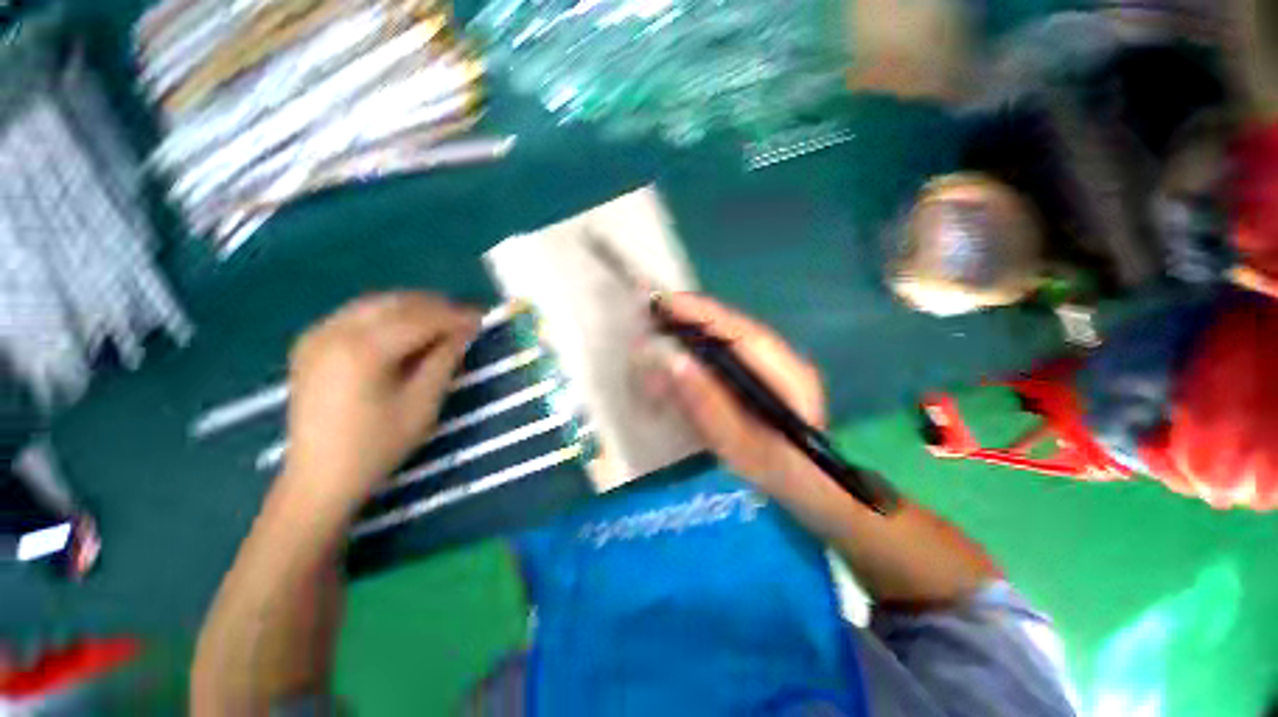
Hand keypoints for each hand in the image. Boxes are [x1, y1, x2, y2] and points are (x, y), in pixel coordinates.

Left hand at [281, 292, 479, 509]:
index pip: (420, 318)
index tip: (482, 317)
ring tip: (442, 322)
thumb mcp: (423, 404)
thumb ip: (445, 360)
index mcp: (363, 351)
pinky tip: (406, 330)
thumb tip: (465, 330)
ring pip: (376, 303)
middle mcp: (335, 331)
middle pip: (396, 303)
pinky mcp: (310, 342)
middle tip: (465, 318)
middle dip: (436, 306)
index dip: (455, 315)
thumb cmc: (378, 446)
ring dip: (413, 308)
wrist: (319, 476)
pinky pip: (357, 314)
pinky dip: (388, 315)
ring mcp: (317, 334)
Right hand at [645, 293, 826, 491]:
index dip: (699, 313)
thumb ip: (707, 405)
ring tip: (662, 330)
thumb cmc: (777, 473)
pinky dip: (704, 345)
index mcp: (786, 375)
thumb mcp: (738, 446)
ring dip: (695, 329)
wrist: (811, 488)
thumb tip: (674, 362)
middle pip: (732, 325)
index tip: (662, 302)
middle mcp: (785, 359)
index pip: (737, 330)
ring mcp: (778, 363)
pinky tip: (684, 352)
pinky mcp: (767, 372)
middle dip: (691, 317)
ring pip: (730, 334)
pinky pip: (731, 348)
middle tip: (653, 316)